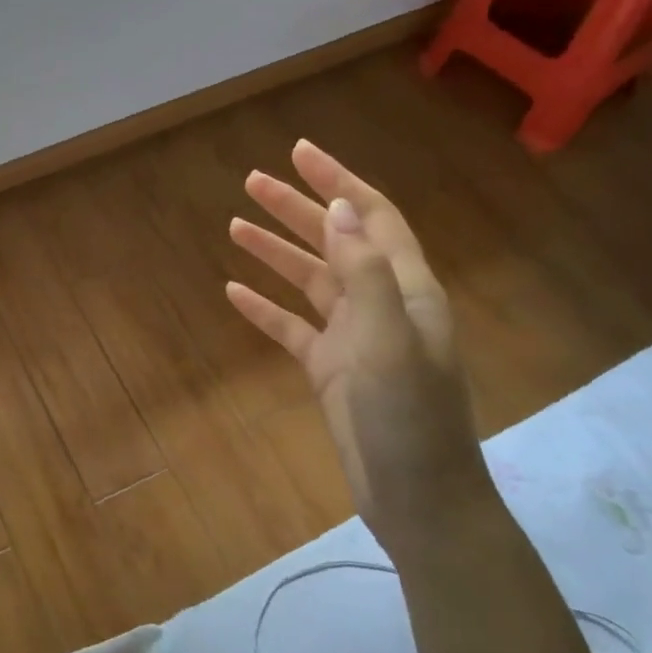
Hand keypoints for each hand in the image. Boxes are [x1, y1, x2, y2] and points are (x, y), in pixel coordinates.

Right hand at [225, 140, 495, 564]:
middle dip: (296, 208)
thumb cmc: (409, 416)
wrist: (418, 499)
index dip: (338, 181)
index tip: (298, 153)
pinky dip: (265, 308)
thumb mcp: (388, 338)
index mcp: (407, 289)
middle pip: (335, 241)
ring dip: (274, 252)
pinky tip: (233, 293)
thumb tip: (339, 206)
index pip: (372, 218)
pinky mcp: (331, 369)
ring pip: (309, 281)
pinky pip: (292, 327)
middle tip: (252, 182)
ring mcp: (354, 337)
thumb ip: (365, 271)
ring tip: (234, 225)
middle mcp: (381, 304)